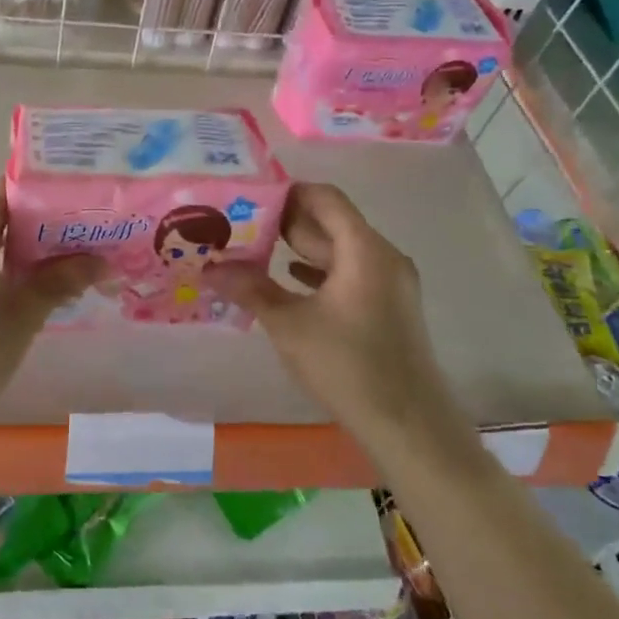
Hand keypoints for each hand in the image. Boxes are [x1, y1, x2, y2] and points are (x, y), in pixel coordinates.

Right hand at [209, 184, 466, 443]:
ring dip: (301, 249)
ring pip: (340, 251)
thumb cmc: (348, 366)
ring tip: (254, 249)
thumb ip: (250, 289)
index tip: (249, 197)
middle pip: (332, 223)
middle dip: (287, 222)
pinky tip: (288, 279)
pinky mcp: (388, 308)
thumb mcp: (290, 325)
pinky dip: (319, 272)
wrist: (408, 425)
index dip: (288, 192)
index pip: (325, 199)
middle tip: (241, 224)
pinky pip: (350, 275)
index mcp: (365, 249)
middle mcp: (383, 257)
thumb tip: (209, 267)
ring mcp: (390, 283)